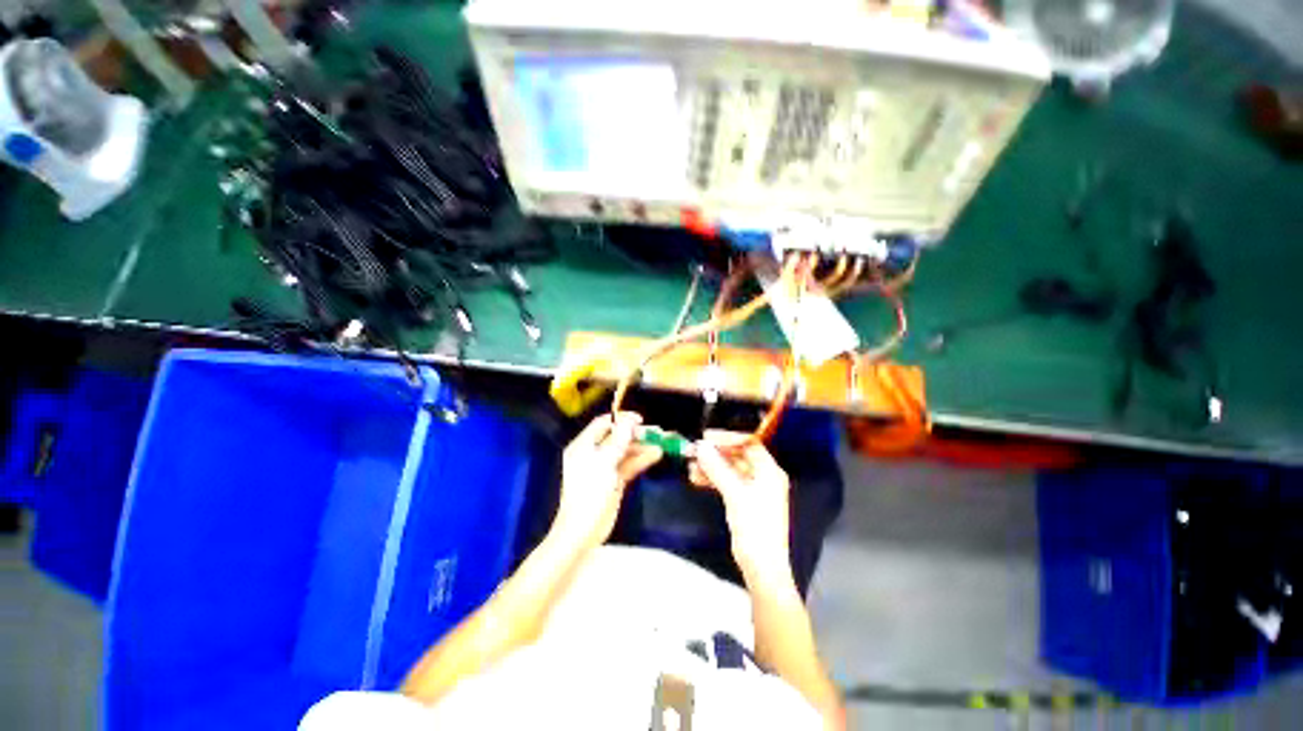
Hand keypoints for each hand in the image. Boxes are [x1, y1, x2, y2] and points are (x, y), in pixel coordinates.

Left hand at [553, 413, 662, 551]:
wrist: (582, 532)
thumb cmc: (589, 493)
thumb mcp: (604, 462)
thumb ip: (618, 440)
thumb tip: (629, 421)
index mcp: (584, 445)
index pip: (603, 424)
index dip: (621, 419)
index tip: (640, 420)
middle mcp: (593, 453)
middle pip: (616, 436)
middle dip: (635, 433)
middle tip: (655, 432)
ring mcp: (604, 467)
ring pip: (625, 451)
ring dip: (641, 447)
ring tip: (660, 444)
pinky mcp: (614, 480)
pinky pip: (628, 464)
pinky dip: (641, 459)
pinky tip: (655, 455)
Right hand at [690, 431, 792, 577]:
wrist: (761, 566)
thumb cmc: (754, 526)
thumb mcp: (734, 493)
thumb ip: (717, 468)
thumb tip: (701, 447)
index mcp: (769, 470)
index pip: (749, 444)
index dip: (728, 438)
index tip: (707, 437)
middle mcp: (763, 476)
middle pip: (737, 456)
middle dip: (716, 453)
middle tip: (695, 451)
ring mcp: (753, 489)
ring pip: (729, 469)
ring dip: (711, 466)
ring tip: (691, 465)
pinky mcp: (744, 501)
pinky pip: (727, 482)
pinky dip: (713, 479)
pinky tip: (696, 478)